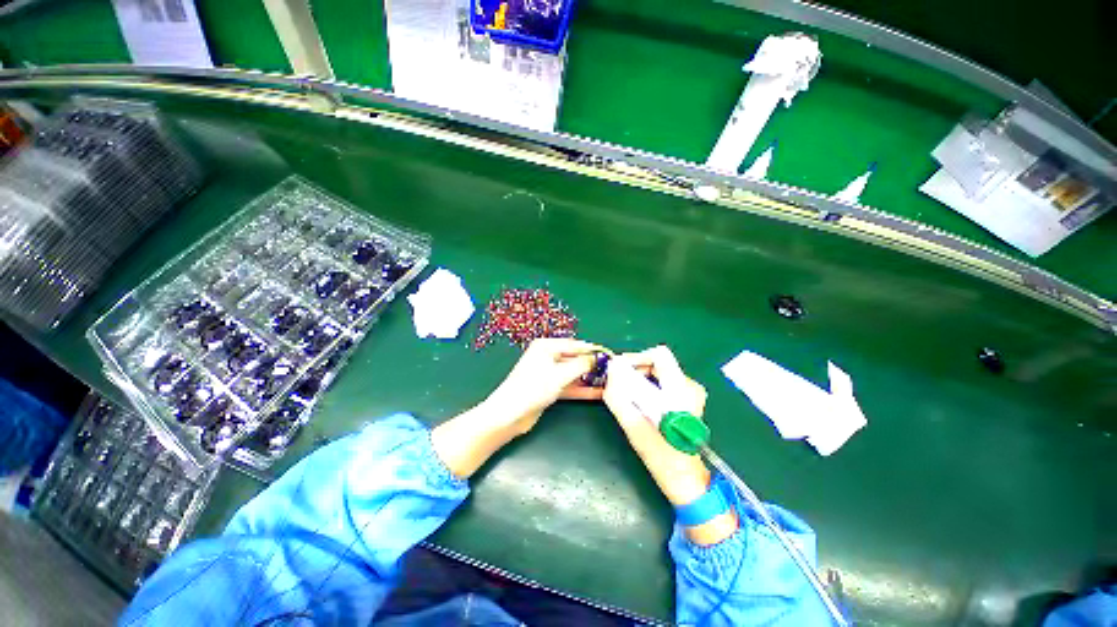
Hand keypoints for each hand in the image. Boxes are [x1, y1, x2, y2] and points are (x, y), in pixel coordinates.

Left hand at [432, 338, 604, 478]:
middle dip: (592, 365)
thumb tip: (598, 358)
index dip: (593, 350)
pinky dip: (581, 389)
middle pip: (575, 359)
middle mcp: (547, 357)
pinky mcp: (549, 388)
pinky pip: (569, 385)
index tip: (610, 355)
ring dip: (589, 378)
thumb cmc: (533, 388)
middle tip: (612, 371)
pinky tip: (598, 393)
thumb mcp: (560, 374)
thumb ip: (581, 365)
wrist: (509, 415)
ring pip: (573, 373)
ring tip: (609, 382)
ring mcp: (548, 374)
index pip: (575, 345)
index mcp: (546, 346)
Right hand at [603, 346, 737, 544]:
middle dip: (633, 370)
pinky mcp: (685, 399)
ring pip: (657, 372)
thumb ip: (620, 399)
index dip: (636, 358)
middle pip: (656, 362)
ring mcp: (689, 393)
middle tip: (616, 385)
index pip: (659, 355)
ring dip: (638, 380)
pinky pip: (660, 382)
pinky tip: (637, 403)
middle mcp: (689, 386)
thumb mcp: (636, 428)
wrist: (687, 481)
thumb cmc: (664, 459)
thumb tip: (609, 373)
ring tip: (625, 396)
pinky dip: (645, 387)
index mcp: (681, 391)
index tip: (619, 371)